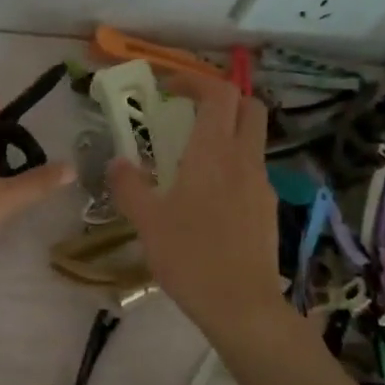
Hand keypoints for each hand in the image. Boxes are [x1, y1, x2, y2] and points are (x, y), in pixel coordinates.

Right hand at [108, 77, 284, 338]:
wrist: (240, 304)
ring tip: (191, 157)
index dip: (194, 80)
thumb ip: (129, 186)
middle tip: (188, 112)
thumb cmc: (189, 256)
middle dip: (221, 98)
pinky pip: (252, 170)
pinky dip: (232, 164)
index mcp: (213, 153)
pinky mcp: (267, 208)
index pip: (218, 94)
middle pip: (248, 106)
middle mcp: (244, 159)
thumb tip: (118, 162)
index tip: (168, 88)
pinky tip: (207, 196)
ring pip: (253, 138)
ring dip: (227, 132)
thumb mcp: (146, 221)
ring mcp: (261, 184)